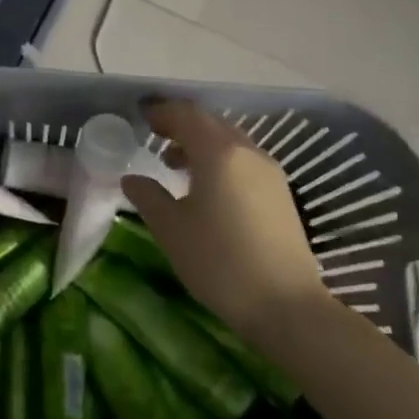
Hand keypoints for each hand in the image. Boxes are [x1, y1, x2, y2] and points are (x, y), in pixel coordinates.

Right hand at [121, 99, 327, 343]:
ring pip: (229, 141)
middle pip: (211, 123)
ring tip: (176, 165)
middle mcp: (247, 151)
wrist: (286, 305)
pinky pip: (243, 160)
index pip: (186, 114)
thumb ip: (148, 196)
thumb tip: (132, 178)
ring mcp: (269, 172)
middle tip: (155, 137)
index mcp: (218, 152)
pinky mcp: (280, 193)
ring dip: (201, 143)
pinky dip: (220, 160)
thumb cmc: (219, 262)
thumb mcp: (171, 229)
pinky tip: (207, 188)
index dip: (162, 112)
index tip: (142, 118)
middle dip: (181, 125)